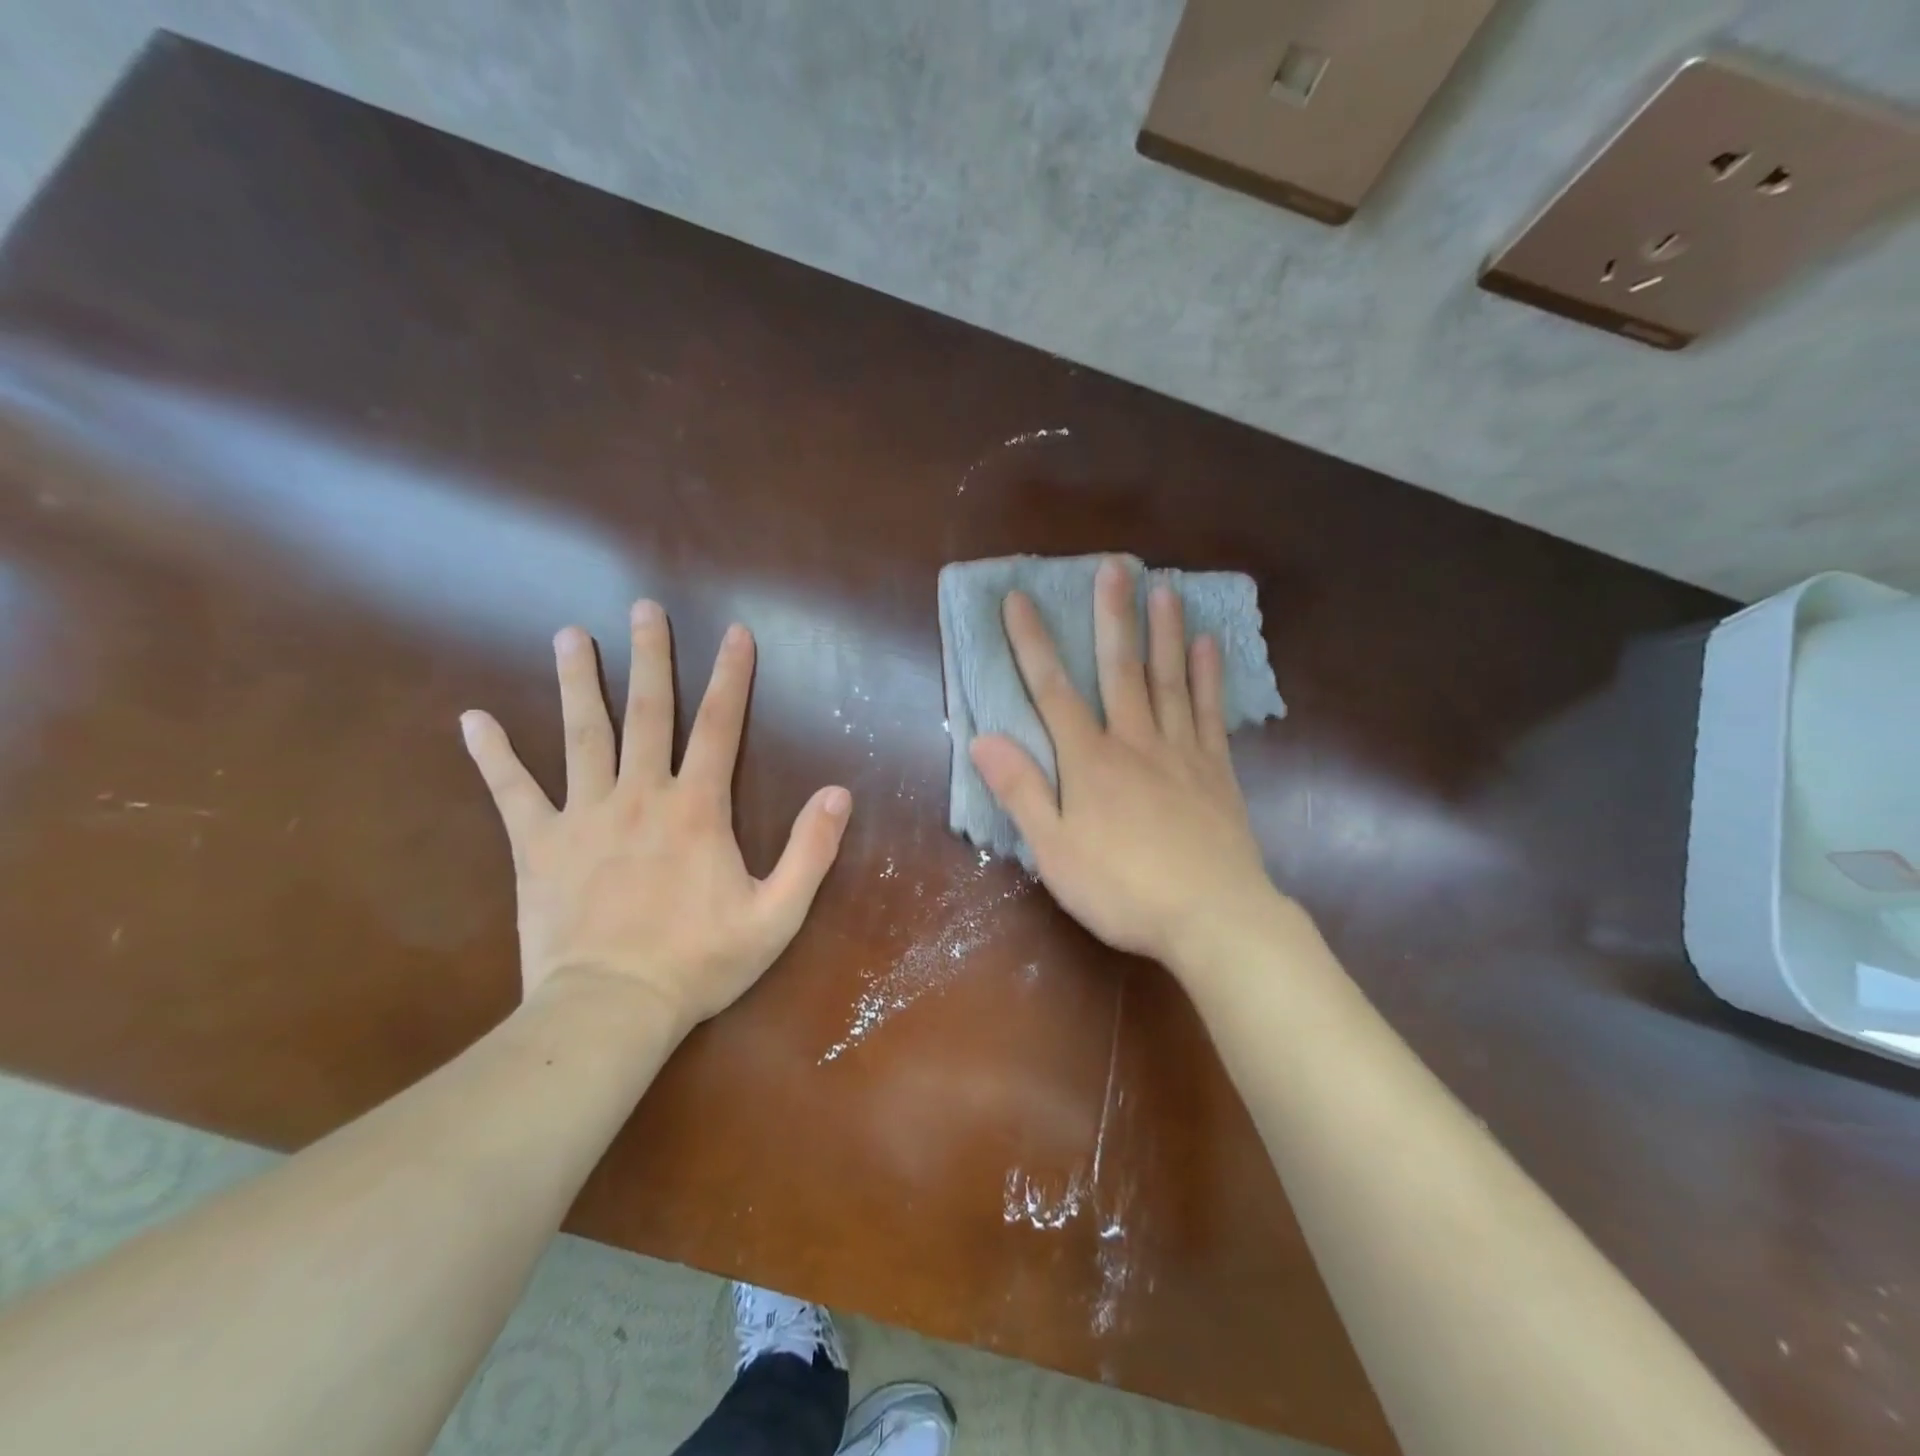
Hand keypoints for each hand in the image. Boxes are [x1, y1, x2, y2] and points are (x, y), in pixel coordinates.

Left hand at [460, 602, 852, 1034]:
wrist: (612, 1009)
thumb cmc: (700, 962)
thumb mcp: (777, 914)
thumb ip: (810, 850)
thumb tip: (839, 793)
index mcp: (697, 809)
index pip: (720, 726)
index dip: (731, 677)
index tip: (735, 633)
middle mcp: (640, 796)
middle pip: (647, 713)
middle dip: (650, 658)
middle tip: (643, 609)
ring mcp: (584, 816)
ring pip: (582, 735)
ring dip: (579, 682)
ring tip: (570, 635)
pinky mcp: (538, 845)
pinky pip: (512, 792)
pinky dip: (493, 755)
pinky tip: (473, 720)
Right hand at [969, 557, 1282, 975]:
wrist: (1212, 918)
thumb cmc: (1122, 889)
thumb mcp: (1054, 851)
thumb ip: (1021, 791)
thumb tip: (983, 737)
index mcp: (1090, 761)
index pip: (1052, 691)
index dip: (1032, 643)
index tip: (1019, 599)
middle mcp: (1135, 742)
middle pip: (1120, 670)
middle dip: (1112, 616)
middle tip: (1115, 566)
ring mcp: (1181, 753)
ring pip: (1170, 681)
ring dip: (1164, 633)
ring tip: (1165, 588)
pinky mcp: (1216, 771)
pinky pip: (1210, 713)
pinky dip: (1208, 677)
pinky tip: (1209, 646)